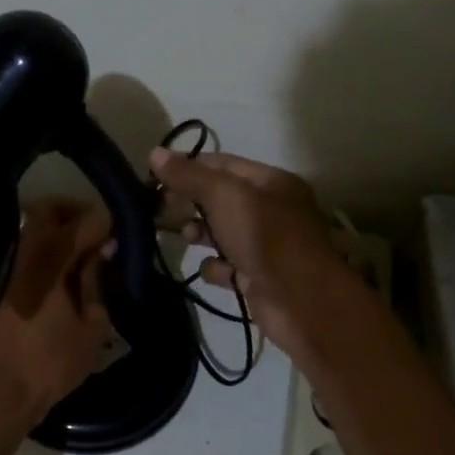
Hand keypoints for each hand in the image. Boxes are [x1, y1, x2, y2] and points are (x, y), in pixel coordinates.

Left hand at [0, 198, 116, 441]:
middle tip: (98, 232)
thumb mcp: (92, 327)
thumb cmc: (52, 363)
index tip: (120, 229)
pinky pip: (25, 248)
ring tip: (82, 253)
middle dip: (76, 211)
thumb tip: (103, 251)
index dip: (107, 220)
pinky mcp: (0, 281)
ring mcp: (9, 265)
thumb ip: (97, 283)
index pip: (86, 220)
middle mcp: (27, 251)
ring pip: (33, 226)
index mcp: (54, 258)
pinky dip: (45, 248)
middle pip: (50, 209)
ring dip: (58, 228)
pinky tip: (62, 272)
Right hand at [148, 147, 351, 354]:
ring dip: (199, 234)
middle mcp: (270, 210)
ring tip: (187, 238)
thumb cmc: (265, 237)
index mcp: (270, 182)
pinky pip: (227, 267)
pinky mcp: (257, 278)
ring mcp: (264, 246)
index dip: (187, 167)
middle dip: (189, 202)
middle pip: (219, 199)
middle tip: (158, 209)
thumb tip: (155, 153)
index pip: (221, 164)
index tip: (154, 178)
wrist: (300, 301)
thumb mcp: (225, 196)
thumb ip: (189, 175)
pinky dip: (216, 269)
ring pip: (221, 233)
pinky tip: (214, 272)